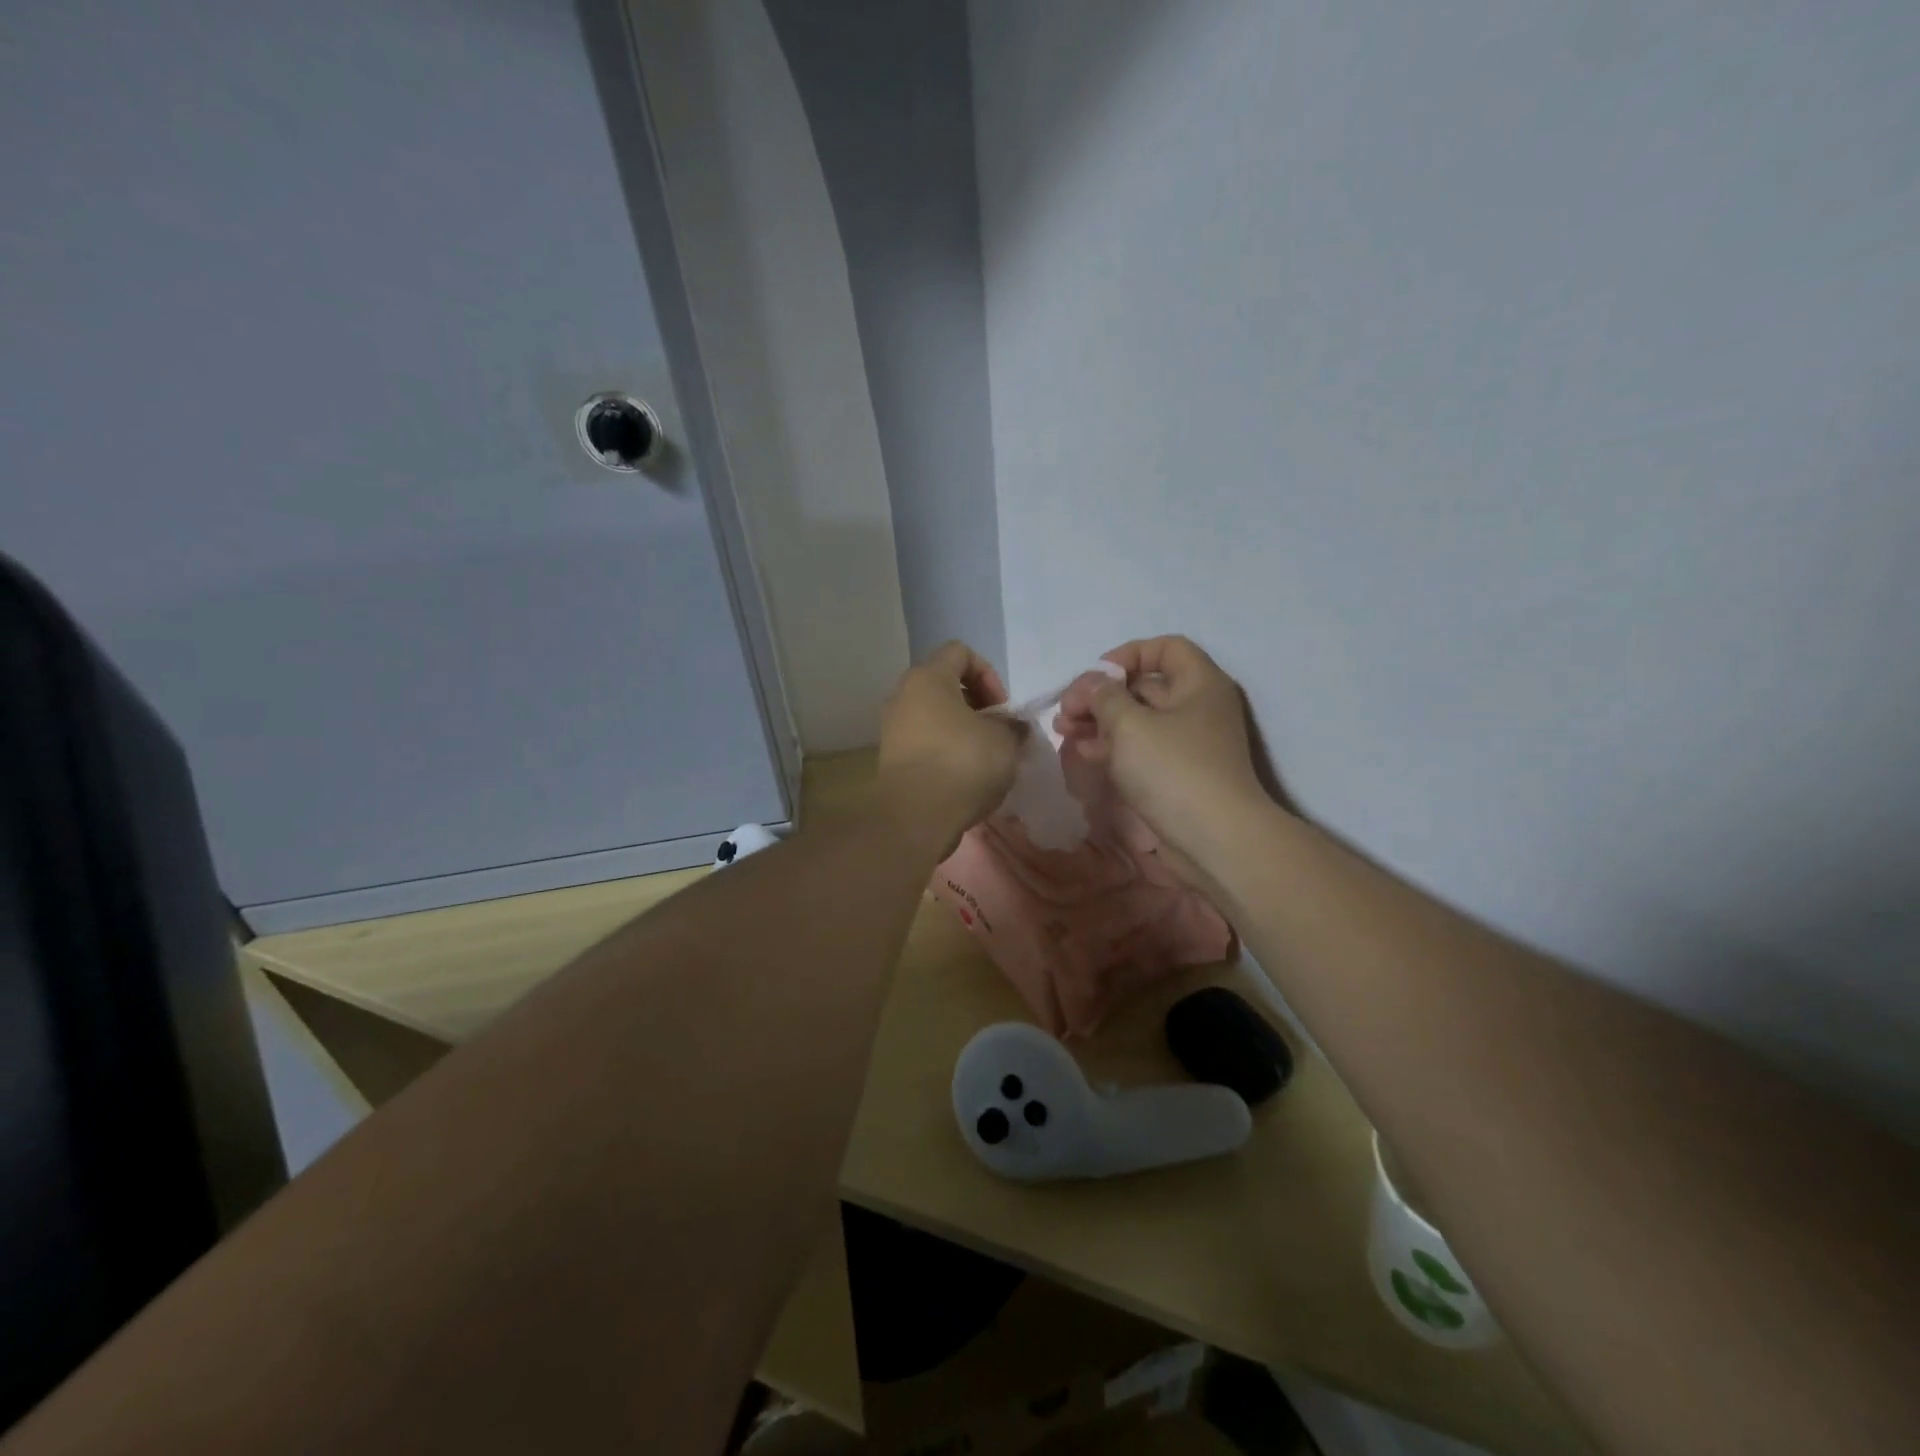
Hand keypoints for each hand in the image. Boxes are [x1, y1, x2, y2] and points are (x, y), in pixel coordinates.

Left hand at [878, 641, 1024, 842]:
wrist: (915, 816)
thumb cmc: (962, 763)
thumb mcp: (1004, 741)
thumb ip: (1013, 726)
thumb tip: (1013, 727)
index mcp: (928, 678)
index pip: (960, 652)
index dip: (988, 673)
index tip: (1002, 707)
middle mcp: (903, 696)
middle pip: (944, 684)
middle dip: (976, 704)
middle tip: (996, 730)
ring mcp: (892, 728)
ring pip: (933, 715)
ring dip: (961, 729)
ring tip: (984, 756)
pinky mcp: (891, 758)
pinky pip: (923, 742)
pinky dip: (944, 750)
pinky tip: (964, 776)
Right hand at [1056, 636, 1276, 872]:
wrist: (1215, 840)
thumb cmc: (1174, 770)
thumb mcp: (1130, 725)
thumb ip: (1104, 696)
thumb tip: (1093, 684)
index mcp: (1199, 684)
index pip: (1165, 648)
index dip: (1128, 654)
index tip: (1096, 676)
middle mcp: (1197, 708)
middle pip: (1145, 686)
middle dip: (1101, 695)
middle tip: (1066, 711)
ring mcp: (1188, 744)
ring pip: (1138, 721)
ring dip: (1099, 722)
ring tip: (1064, 732)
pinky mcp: (1177, 775)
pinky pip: (1141, 750)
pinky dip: (1112, 747)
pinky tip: (1083, 753)